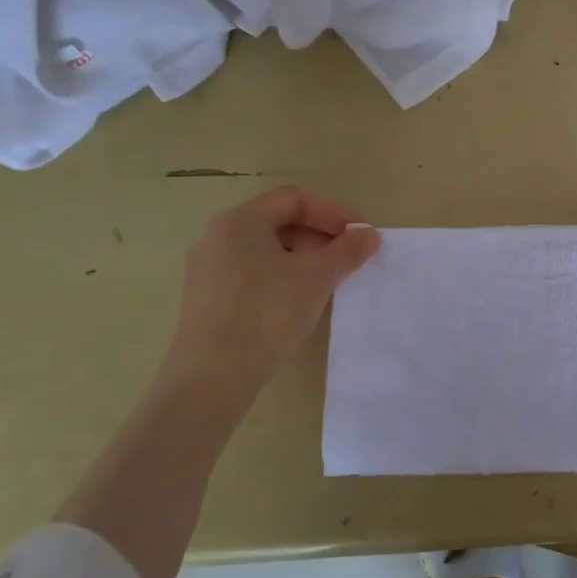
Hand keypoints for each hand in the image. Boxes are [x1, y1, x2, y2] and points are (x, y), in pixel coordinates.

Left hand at [154, 187, 380, 410]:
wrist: (212, 377)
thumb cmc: (267, 313)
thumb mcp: (317, 277)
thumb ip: (347, 251)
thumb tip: (369, 236)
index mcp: (240, 220)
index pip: (295, 199)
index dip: (334, 213)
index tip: (361, 236)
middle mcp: (218, 236)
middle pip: (279, 222)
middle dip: (320, 236)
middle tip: (349, 259)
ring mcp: (208, 269)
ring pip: (266, 250)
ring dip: (304, 258)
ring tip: (330, 281)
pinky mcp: (207, 299)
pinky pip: (253, 274)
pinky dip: (282, 277)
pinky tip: (300, 302)